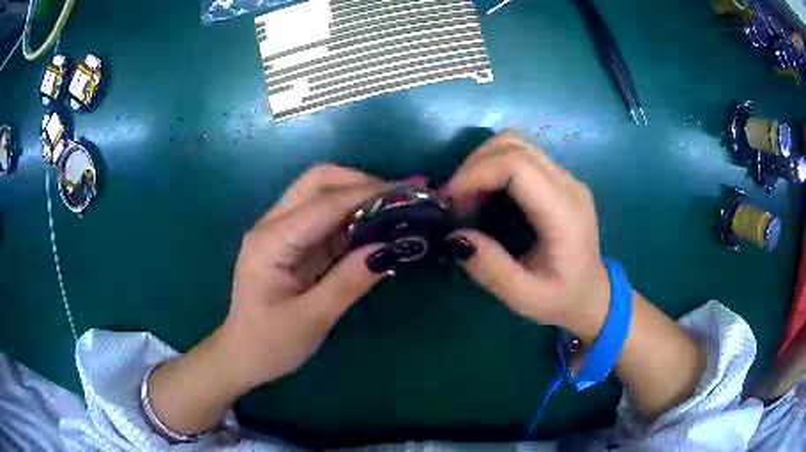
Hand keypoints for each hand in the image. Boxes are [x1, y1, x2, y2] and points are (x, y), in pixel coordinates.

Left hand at [148, 165, 389, 436]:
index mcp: (271, 241)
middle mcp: (272, 225)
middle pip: (317, 181)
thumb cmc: (270, 344)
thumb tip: (390, 248)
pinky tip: (375, 228)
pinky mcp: (290, 243)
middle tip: (398, 201)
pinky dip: (351, 217)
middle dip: (360, 183)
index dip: (367, 195)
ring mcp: (280, 231)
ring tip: (394, 210)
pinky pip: (323, 217)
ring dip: (357, 196)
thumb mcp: (312, 319)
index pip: (324, 204)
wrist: (241, 356)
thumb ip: (349, 282)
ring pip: (321, 193)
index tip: (407, 195)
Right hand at [445, 131, 609, 340]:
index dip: (476, 173)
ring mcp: (566, 178)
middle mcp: (568, 185)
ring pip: (516, 143)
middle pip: (514, 145)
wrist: (593, 295)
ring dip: (483, 162)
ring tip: (468, 197)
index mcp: (564, 213)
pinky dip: (494, 165)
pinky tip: (486, 194)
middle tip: (455, 200)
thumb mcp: (524, 298)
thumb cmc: (561, 299)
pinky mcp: (560, 179)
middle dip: (474, 165)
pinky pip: (521, 155)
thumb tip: (455, 236)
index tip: (451, 201)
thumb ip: (491, 269)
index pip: (517, 165)